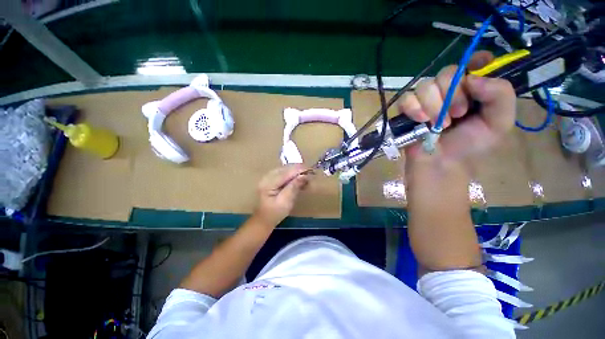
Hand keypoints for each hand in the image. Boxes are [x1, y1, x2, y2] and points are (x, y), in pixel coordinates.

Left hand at [253, 164, 311, 226]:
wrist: (263, 219)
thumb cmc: (275, 213)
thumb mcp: (286, 202)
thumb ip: (294, 187)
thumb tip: (304, 176)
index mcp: (269, 182)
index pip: (287, 172)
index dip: (300, 170)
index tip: (312, 171)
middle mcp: (267, 176)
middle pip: (286, 168)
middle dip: (299, 171)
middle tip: (310, 177)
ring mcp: (268, 176)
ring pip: (285, 169)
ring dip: (296, 172)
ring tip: (305, 179)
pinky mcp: (270, 178)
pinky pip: (283, 173)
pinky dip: (292, 175)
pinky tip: (298, 180)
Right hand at [397, 51, 515, 163]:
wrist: (440, 162)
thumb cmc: (469, 144)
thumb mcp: (498, 122)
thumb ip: (500, 96)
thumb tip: (472, 78)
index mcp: (473, 87)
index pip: (475, 60)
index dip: (476, 63)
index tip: (475, 80)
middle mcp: (449, 88)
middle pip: (448, 72)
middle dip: (453, 94)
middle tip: (458, 114)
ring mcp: (426, 98)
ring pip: (426, 85)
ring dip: (434, 106)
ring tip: (439, 125)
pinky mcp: (407, 108)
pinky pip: (407, 98)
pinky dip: (414, 109)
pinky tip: (421, 121)